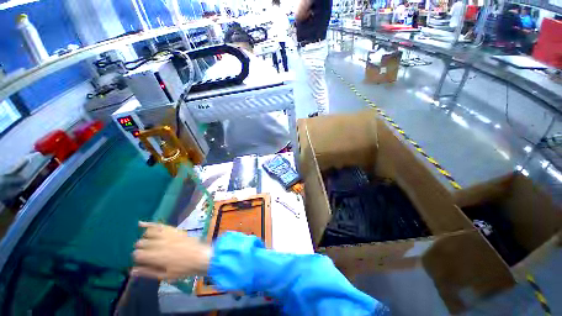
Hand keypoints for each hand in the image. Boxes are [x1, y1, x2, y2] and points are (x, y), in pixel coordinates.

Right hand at [132, 222, 210, 280]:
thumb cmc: (183, 269)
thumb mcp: (165, 275)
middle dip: (141, 248)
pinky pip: (159, 225)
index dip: (137, 258)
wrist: (201, 256)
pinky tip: (141, 224)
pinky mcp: (174, 230)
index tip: (140, 260)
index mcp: (156, 257)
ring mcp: (167, 235)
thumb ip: (148, 272)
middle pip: (141, 243)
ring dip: (145, 237)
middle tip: (146, 252)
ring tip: (148, 242)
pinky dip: (149, 224)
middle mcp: (159, 244)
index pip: (137, 254)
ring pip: (148, 233)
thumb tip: (132, 271)